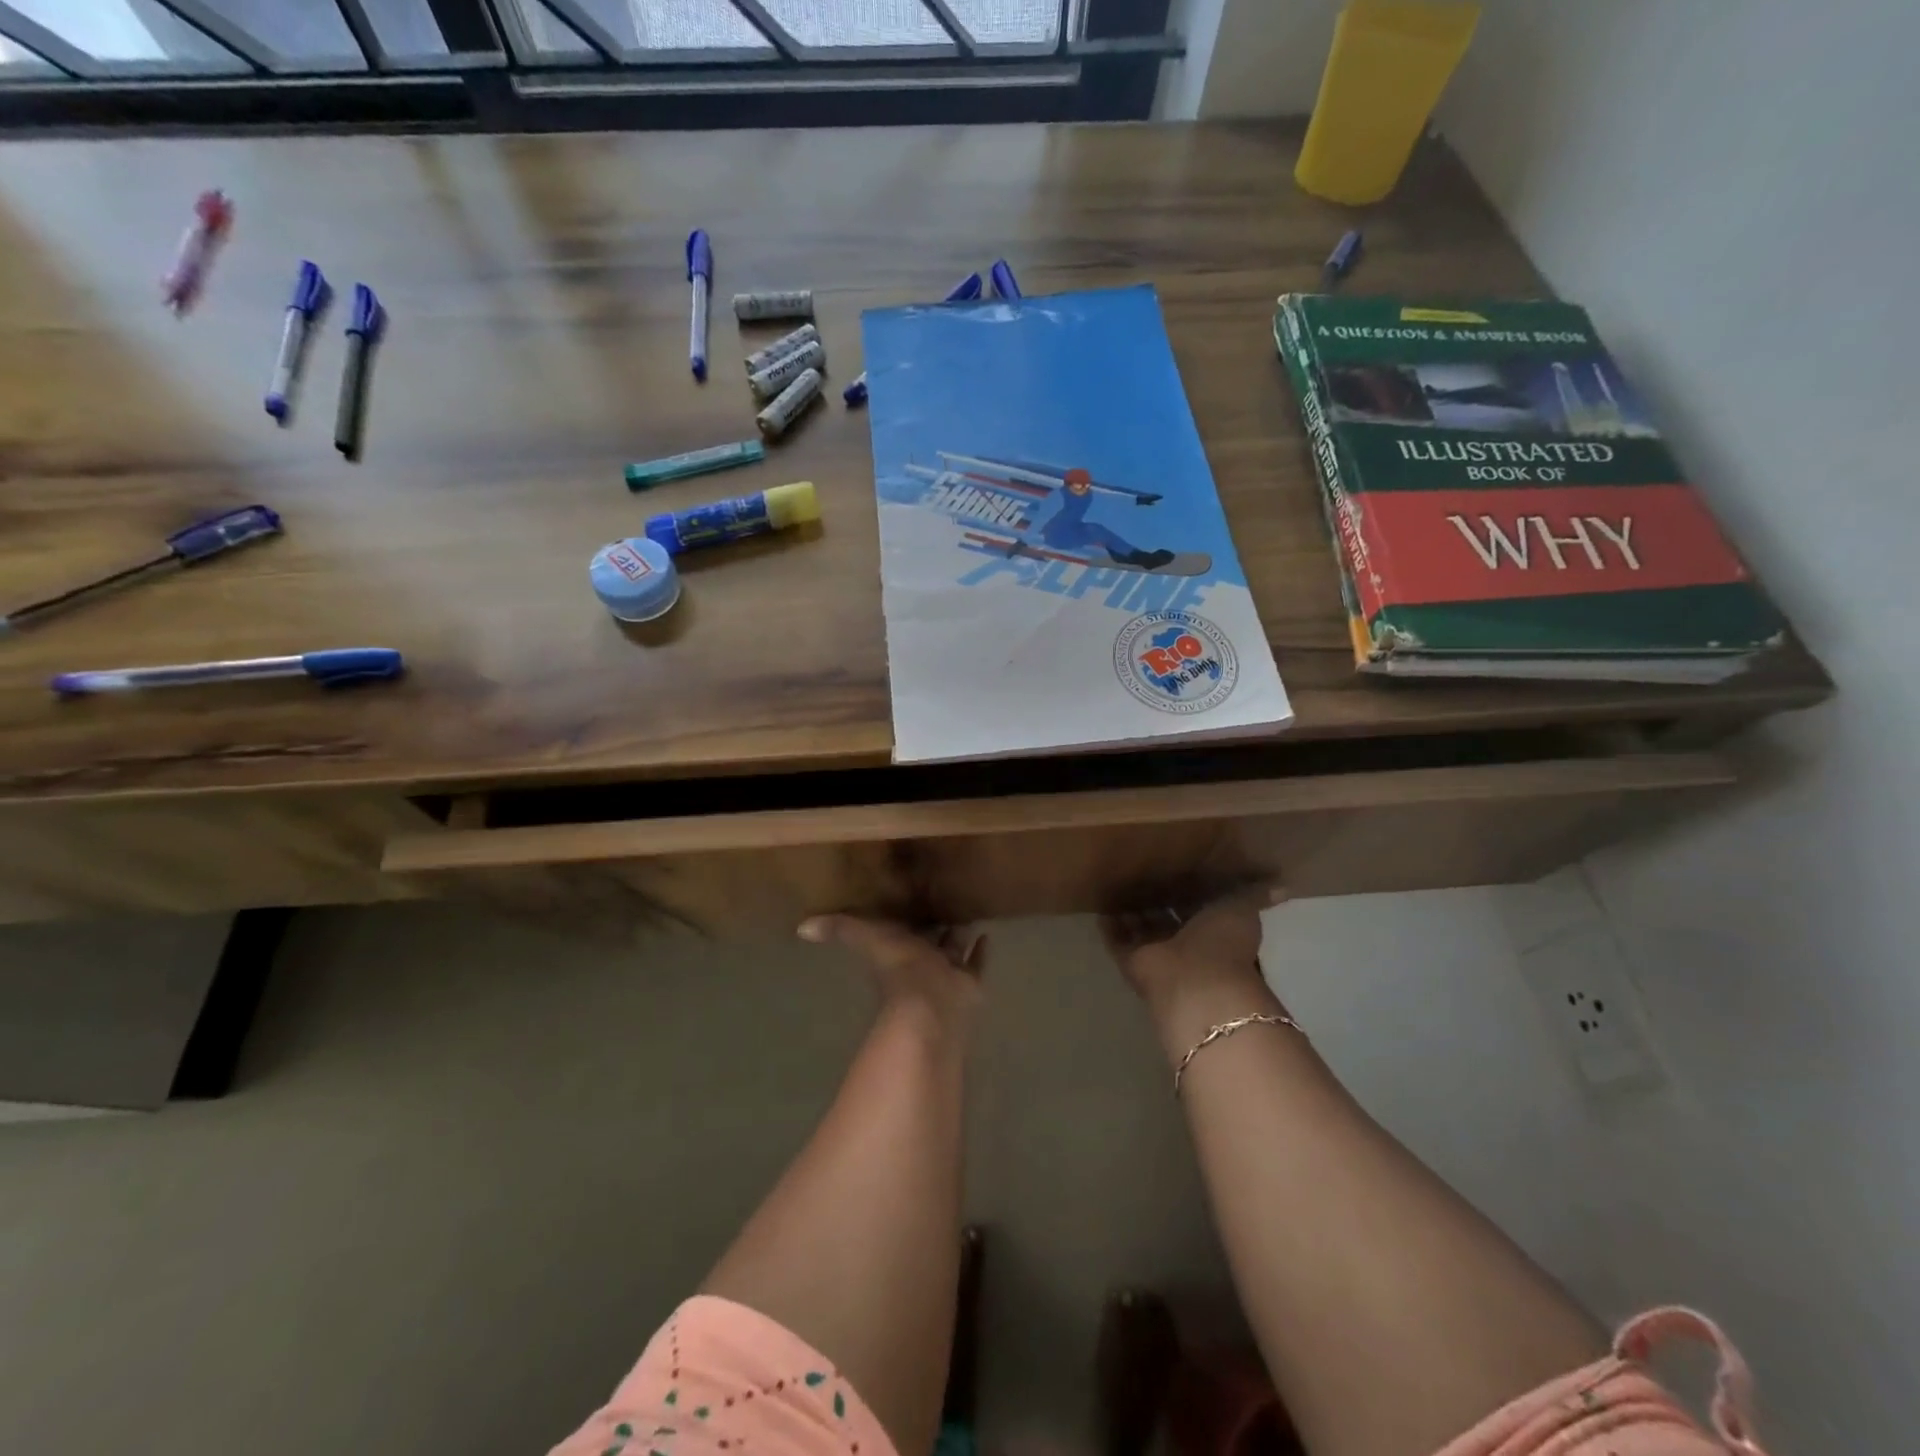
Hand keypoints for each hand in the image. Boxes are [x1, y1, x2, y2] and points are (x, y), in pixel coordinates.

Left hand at [798, 915, 984, 1035]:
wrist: (929, 1004)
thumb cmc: (898, 968)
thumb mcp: (866, 938)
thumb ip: (840, 930)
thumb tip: (800, 927)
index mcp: (897, 950)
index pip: (899, 930)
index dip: (903, 918)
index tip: (909, 899)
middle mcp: (922, 961)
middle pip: (929, 939)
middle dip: (934, 925)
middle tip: (944, 902)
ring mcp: (947, 973)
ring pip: (954, 949)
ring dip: (959, 933)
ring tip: (969, 913)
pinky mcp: (968, 982)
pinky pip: (976, 963)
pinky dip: (981, 950)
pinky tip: (987, 934)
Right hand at [1101, 887, 1288, 1057]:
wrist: (1195, 982)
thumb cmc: (1223, 942)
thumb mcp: (1243, 907)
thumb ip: (1257, 894)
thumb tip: (1284, 886)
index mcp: (1214, 930)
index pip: (1200, 907)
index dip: (1190, 889)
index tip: (1177, 867)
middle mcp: (1186, 943)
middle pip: (1168, 918)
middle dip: (1157, 899)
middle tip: (1140, 873)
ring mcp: (1158, 954)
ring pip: (1142, 928)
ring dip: (1132, 911)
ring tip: (1116, 884)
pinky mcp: (1132, 961)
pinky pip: (1117, 939)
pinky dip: (1110, 925)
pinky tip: (1100, 906)